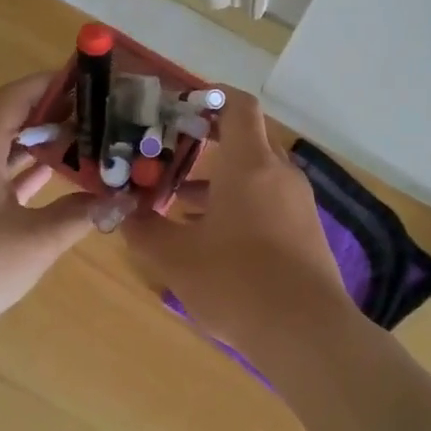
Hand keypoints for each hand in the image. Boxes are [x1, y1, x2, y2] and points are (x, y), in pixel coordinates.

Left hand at [0, 72, 99, 339]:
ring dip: (41, 144)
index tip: (95, 80)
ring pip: (3, 146)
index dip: (57, 83)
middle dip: (56, 114)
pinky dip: (22, 171)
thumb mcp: (36, 238)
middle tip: (102, 116)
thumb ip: (80, 214)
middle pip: (13, 117)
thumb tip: (121, 200)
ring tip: (87, 142)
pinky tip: (53, 179)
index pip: (21, 93)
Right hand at [122, 91, 352, 359]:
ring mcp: (297, 203)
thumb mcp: (176, 258)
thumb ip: (145, 230)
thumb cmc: (236, 282)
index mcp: (250, 163)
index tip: (180, 107)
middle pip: (246, 139)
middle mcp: (278, 173)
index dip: (210, 97)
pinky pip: (268, 201)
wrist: (306, 332)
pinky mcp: (305, 231)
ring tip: (178, 201)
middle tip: (169, 153)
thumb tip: (123, 213)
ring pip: (255, 174)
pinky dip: (239, 204)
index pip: (238, 105)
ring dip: (219, 180)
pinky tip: (210, 237)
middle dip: (207, 143)